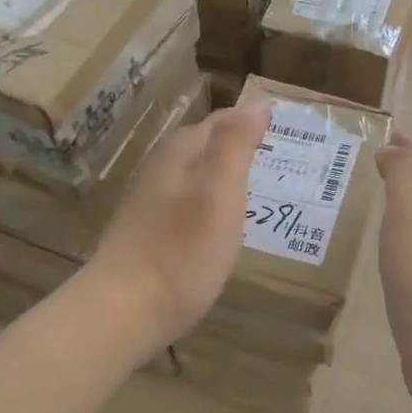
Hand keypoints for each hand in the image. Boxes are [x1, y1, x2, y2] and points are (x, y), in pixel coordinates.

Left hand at [88, 98, 269, 352]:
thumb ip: (236, 144)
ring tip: (259, 193)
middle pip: (207, 147)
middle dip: (240, 149)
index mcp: (180, 152)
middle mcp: (161, 168)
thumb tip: (256, 102)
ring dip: (225, 179)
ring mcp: (149, 200)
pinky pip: (188, 204)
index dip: (253, 124)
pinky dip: (211, 206)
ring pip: (196, 176)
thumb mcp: (219, 193)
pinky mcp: (147, 231)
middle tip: (281, 164)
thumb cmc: (181, 251)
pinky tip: (223, 227)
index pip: (223, 121)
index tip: (288, 134)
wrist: (123, 310)